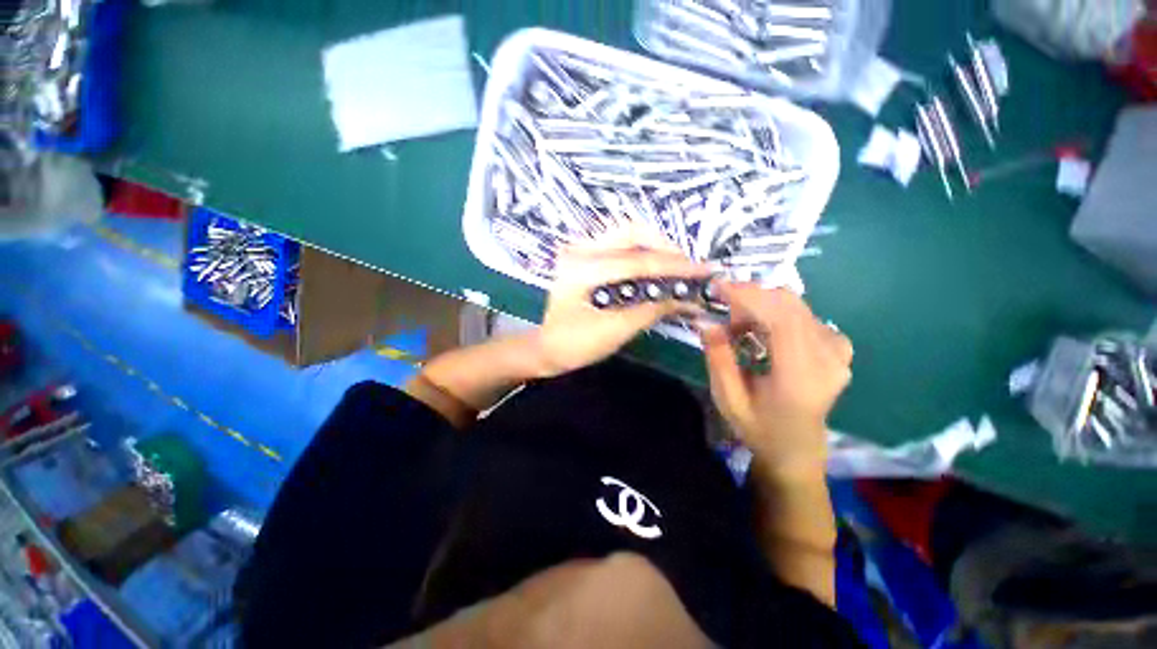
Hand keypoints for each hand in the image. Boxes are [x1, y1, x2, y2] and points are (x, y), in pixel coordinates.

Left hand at [537, 227, 711, 376]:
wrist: (546, 348)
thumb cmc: (574, 345)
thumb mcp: (614, 331)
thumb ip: (651, 310)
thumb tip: (687, 299)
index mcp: (581, 268)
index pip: (637, 262)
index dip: (674, 267)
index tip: (704, 272)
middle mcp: (579, 249)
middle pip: (632, 232)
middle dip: (666, 248)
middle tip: (690, 268)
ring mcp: (581, 249)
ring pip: (628, 235)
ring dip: (656, 248)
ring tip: (678, 268)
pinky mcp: (586, 256)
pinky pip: (621, 246)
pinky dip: (644, 254)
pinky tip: (658, 268)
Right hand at [700, 284, 852, 476]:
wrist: (797, 449)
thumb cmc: (759, 428)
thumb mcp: (728, 399)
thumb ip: (718, 359)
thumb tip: (707, 322)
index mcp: (801, 376)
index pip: (781, 318)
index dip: (749, 295)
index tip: (718, 287)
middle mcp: (828, 358)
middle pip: (790, 304)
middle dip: (751, 297)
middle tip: (724, 311)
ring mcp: (839, 351)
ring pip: (796, 305)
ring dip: (762, 306)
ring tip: (739, 328)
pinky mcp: (838, 348)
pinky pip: (804, 315)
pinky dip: (777, 314)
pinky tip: (764, 332)